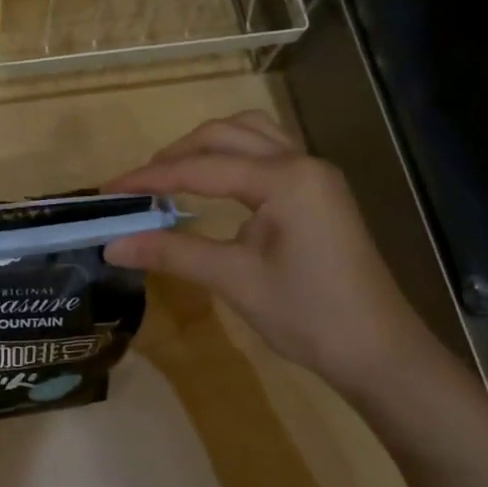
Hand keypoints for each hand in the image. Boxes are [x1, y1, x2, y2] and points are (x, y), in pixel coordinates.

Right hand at [104, 112, 457, 401]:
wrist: (379, 352)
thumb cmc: (309, 316)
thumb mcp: (234, 280)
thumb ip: (172, 252)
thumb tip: (111, 245)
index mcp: (284, 178)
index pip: (200, 168)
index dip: (149, 178)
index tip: (108, 190)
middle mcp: (301, 161)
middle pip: (224, 135)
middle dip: (176, 154)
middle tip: (138, 185)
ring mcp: (315, 174)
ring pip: (250, 134)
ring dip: (206, 147)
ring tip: (172, 175)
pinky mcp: (318, 191)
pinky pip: (268, 151)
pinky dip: (233, 156)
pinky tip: (215, 182)